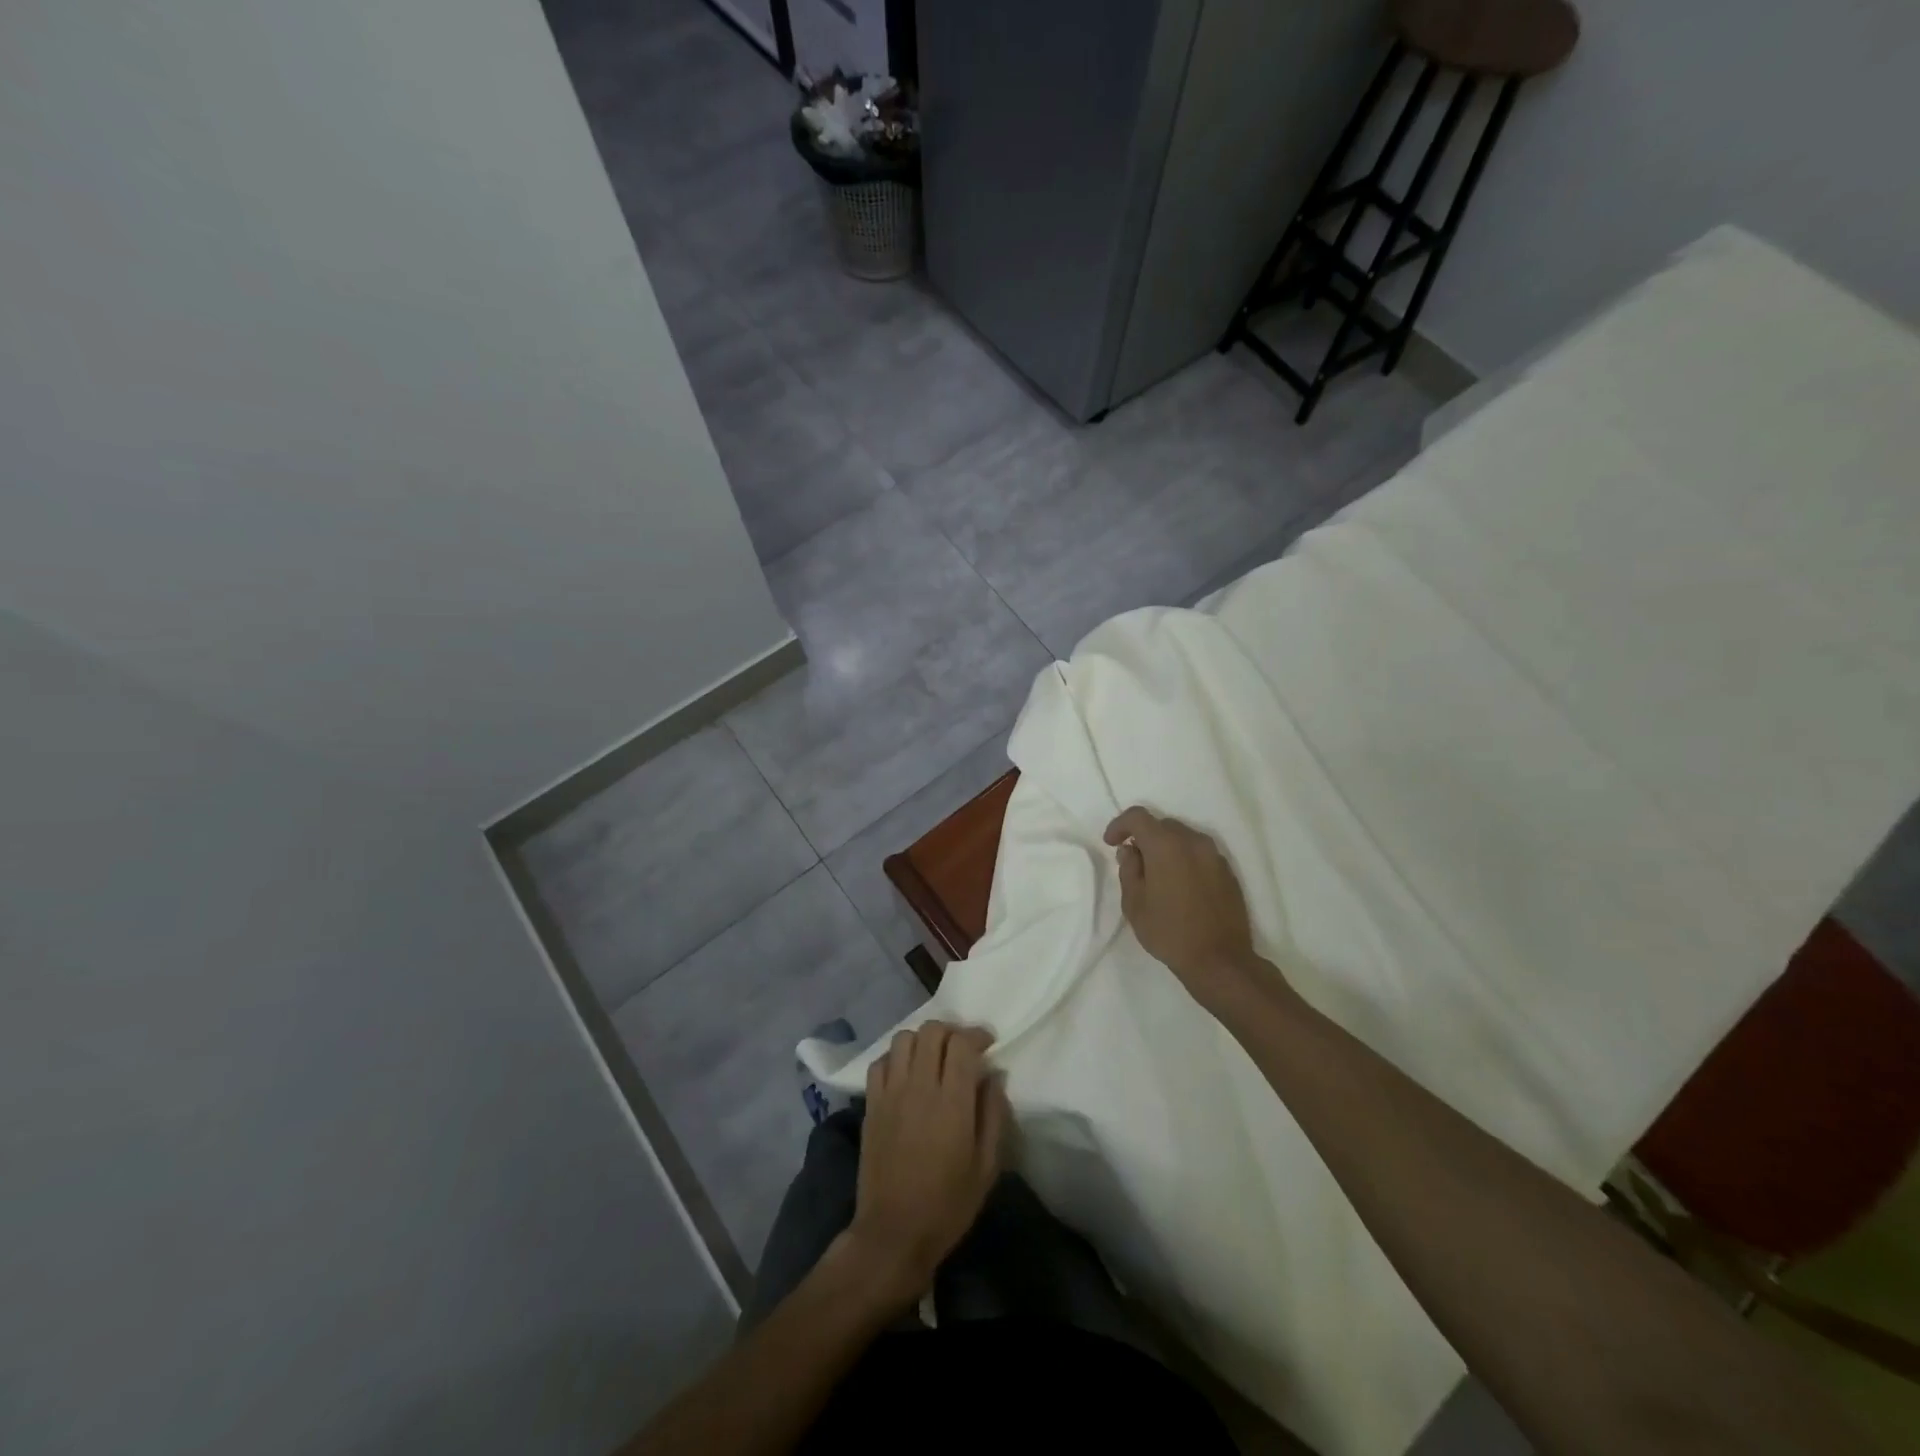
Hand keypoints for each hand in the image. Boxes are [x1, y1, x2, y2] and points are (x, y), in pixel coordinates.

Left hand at [841, 1022, 1007, 1308]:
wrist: (893, 1233)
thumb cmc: (948, 1204)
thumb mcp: (987, 1166)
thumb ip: (994, 1114)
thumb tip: (995, 1075)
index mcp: (952, 1102)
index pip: (961, 1043)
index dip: (977, 1034)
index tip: (987, 1043)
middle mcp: (919, 1087)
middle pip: (932, 1031)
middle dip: (951, 1031)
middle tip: (962, 1048)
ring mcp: (891, 1093)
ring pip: (903, 1038)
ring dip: (922, 1039)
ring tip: (933, 1056)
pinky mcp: (871, 1104)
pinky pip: (880, 1062)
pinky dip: (895, 1057)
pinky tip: (906, 1073)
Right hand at [1104, 806, 1280, 1010]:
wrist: (1219, 960)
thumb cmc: (1169, 932)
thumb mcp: (1134, 904)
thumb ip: (1129, 869)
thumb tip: (1130, 850)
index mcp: (1166, 845)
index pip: (1138, 816)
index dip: (1120, 825)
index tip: (1111, 843)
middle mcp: (1193, 842)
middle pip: (1162, 825)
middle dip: (1144, 837)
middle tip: (1134, 862)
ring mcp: (1214, 855)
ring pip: (1183, 838)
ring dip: (1166, 848)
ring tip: (1158, 875)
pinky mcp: (1228, 871)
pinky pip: (1200, 854)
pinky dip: (1185, 859)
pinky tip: (1181, 886)